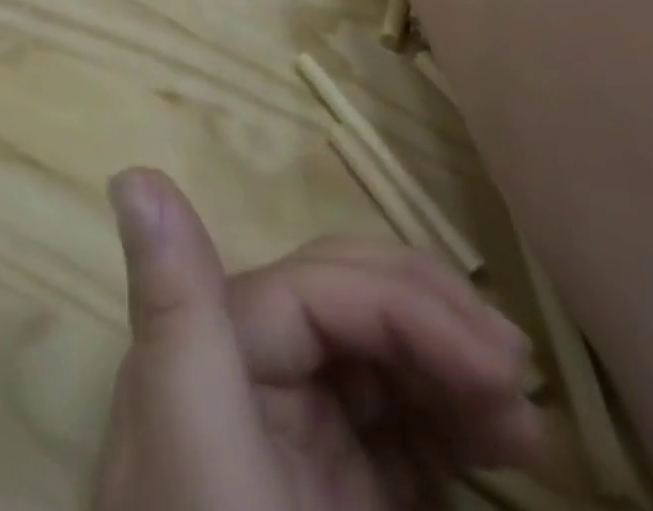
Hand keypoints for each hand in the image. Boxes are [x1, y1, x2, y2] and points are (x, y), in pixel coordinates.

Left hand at [92, 169, 540, 510]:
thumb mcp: (198, 452)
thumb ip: (173, 309)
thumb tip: (133, 172)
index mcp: (210, 348)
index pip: (316, 288)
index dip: (406, 305)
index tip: (500, 368)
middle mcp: (247, 373)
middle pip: (348, 304)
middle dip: (433, 321)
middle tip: (517, 380)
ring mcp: (297, 437)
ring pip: (380, 355)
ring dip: (450, 365)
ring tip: (519, 418)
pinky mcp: (337, 491)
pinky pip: (400, 428)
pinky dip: (450, 420)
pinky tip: (497, 443)